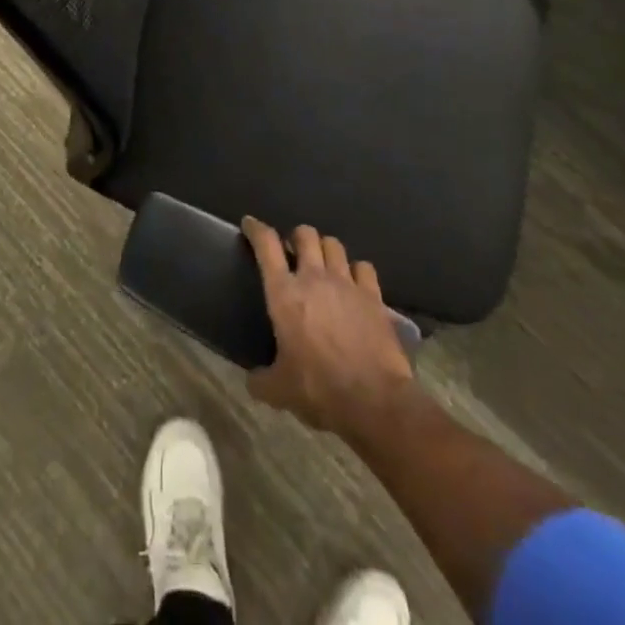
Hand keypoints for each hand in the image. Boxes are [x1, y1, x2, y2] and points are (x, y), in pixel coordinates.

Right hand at [243, 217, 414, 439]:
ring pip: (334, 244)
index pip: (266, 245)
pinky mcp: (373, 296)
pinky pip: (364, 267)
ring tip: (324, 263)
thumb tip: (252, 380)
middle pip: (305, 234)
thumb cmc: (318, 389)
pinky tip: (355, 282)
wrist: (374, 400)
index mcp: (284, 293)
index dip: (256, 229)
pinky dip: (357, 270)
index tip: (250, 223)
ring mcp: (347, 283)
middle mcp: (314, 278)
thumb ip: (261, 380)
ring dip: (325, 249)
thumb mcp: (279, 391)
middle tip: (294, 251)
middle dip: (297, 237)